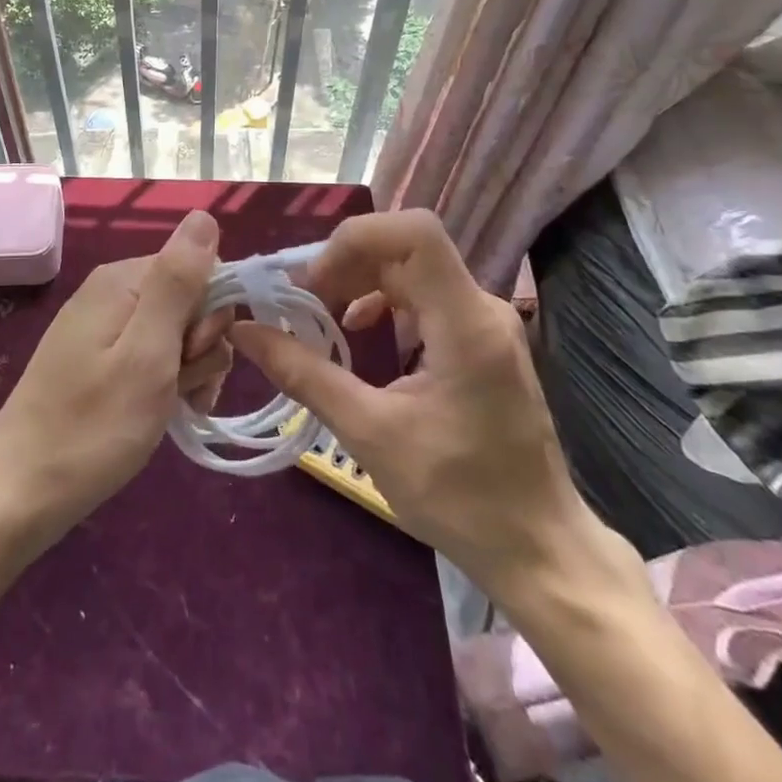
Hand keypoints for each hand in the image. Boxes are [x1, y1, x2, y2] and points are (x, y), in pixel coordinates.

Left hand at [0, 209, 231, 539]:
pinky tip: (161, 412)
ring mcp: (103, 327)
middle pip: (190, 301)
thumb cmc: (92, 426)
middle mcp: (112, 292)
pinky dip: (166, 383)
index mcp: (122, 280)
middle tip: (177, 389)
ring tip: (168, 408)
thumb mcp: (147, 353)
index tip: (192, 358)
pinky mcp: (99, 358)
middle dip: (199, 347)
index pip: (201, 269)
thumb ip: (178, 282)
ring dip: (187, 371)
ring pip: (176, 333)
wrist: (20, 492)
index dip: (211, 316)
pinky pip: (153, 355)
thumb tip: (204, 214)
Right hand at [229, 209, 634, 603]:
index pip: (415, 233)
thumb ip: (304, 374)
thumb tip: (244, 331)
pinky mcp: (479, 338)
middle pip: (405, 247)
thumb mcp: (370, 434)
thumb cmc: (460, 496)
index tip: (313, 283)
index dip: (355, 240)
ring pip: (411, 266)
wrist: (538, 548)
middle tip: (299, 300)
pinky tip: (355, 328)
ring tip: (317, 312)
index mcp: (465, 323)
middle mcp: (481, 307)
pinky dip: (381, 299)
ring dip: (359, 278)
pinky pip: (423, 294)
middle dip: (345, 263)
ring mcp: (484, 321)